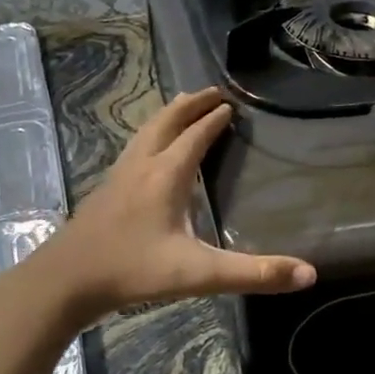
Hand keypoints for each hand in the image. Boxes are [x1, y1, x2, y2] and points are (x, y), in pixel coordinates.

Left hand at [32, 87, 315, 323]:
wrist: (64, 281)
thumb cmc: (133, 271)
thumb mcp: (199, 273)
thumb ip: (254, 273)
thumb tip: (310, 274)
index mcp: (167, 174)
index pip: (196, 135)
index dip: (215, 119)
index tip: (232, 105)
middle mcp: (142, 165)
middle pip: (167, 121)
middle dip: (191, 104)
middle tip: (212, 92)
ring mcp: (118, 175)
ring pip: (146, 132)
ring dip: (168, 115)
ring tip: (182, 107)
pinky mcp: (105, 190)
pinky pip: (133, 148)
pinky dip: (150, 136)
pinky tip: (148, 154)